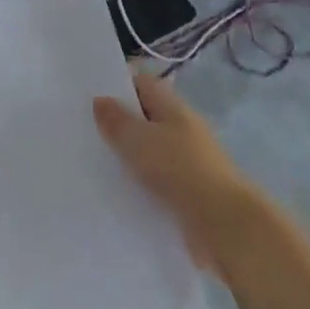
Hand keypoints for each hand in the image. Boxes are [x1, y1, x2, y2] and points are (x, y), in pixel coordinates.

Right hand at [94, 71, 257, 266]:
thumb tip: (100, 100)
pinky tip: (117, 192)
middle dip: (119, 122)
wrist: (224, 225)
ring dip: (128, 156)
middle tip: (84, 129)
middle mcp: (183, 130)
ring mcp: (188, 162)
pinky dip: (140, 184)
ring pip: (151, 151)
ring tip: (94, 162)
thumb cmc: (179, 169)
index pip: (142, 83)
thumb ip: (116, 119)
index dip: (117, 83)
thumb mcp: (138, 138)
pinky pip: (157, 181)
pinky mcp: (189, 194)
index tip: (89, 93)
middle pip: (146, 117)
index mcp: (173, 108)